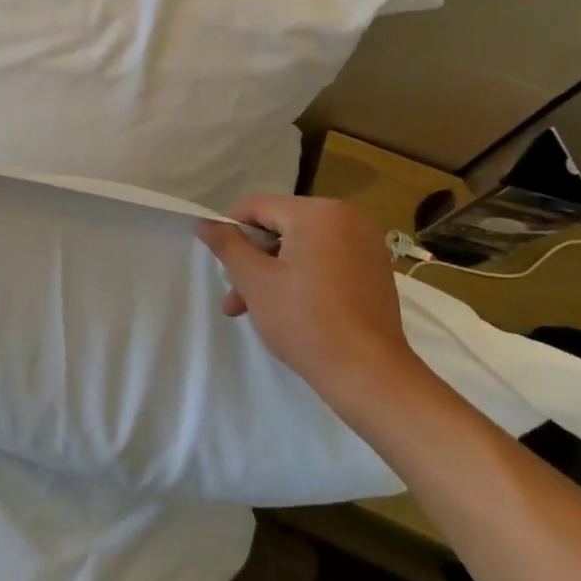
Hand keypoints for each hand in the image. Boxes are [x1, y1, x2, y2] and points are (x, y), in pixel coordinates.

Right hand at [197, 195, 430, 419]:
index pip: (258, 206)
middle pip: (281, 227)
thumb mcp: (254, 280)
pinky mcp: (375, 270)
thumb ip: (227, 245)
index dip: (231, 230)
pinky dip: (303, 276)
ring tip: (252, 310)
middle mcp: (348, 218)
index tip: (220, 262)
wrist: (368, 373)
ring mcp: (366, 245)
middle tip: (235, 295)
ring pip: (302, 247)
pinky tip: (289, 309)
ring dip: (274, 272)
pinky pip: (326, 260)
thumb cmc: (305, 320)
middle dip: (253, 259)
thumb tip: (205, 223)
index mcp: (318, 213)